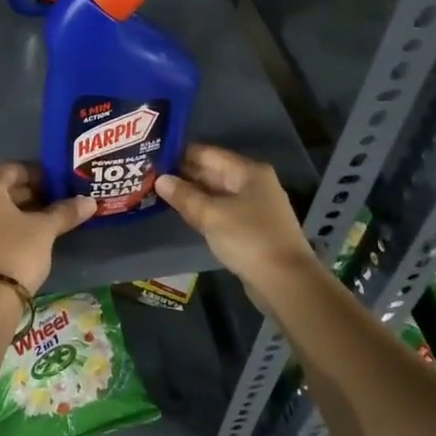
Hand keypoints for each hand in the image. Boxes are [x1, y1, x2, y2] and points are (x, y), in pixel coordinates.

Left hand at [0, 163, 95, 294]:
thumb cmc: (16, 251)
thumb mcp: (45, 230)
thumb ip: (65, 212)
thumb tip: (89, 202)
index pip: (14, 170)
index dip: (38, 176)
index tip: (56, 186)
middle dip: (26, 197)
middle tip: (51, 207)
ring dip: (12, 215)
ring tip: (38, 226)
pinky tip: (18, 244)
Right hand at [155, 144, 316, 290]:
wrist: (285, 281)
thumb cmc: (248, 238)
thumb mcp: (211, 215)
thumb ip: (184, 195)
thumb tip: (160, 179)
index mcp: (248, 171)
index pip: (208, 153)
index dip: (180, 154)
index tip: (153, 155)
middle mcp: (253, 184)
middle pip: (213, 172)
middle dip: (184, 174)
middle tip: (150, 174)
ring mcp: (254, 207)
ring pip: (216, 193)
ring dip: (191, 193)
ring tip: (158, 191)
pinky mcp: (252, 228)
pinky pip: (222, 211)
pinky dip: (203, 210)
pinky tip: (183, 212)